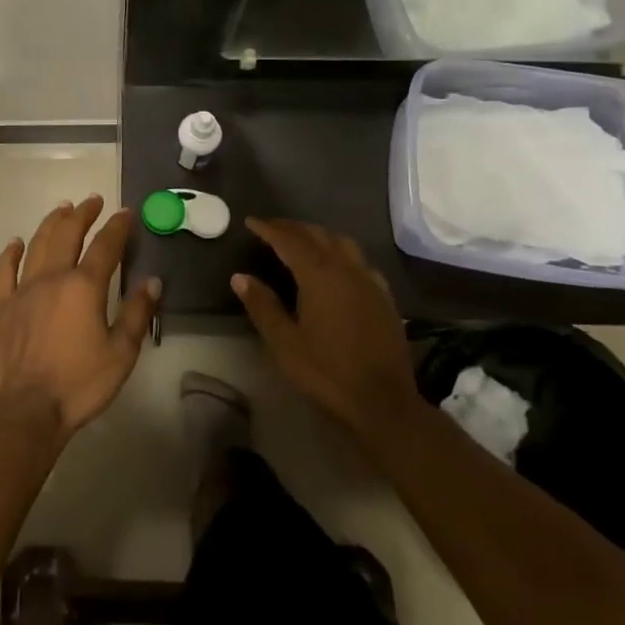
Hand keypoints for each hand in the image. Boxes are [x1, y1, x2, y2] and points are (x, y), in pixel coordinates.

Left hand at [0, 196, 161, 440]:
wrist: (26, 409)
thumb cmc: (79, 384)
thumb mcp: (121, 353)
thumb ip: (137, 314)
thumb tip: (152, 281)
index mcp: (84, 287)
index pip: (105, 246)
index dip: (117, 226)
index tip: (126, 212)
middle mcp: (52, 278)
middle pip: (68, 234)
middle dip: (83, 214)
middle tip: (93, 201)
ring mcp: (23, 290)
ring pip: (37, 244)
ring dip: (51, 223)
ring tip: (62, 209)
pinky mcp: (1, 306)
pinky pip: (4, 271)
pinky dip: (10, 253)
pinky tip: (16, 242)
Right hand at [233, 217, 418, 441]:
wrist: (383, 402)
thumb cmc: (327, 371)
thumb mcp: (285, 342)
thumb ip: (262, 306)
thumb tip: (239, 277)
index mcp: (319, 275)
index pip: (289, 240)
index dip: (268, 228)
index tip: (251, 222)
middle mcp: (346, 269)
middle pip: (317, 234)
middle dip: (292, 228)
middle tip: (271, 228)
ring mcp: (369, 281)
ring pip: (342, 242)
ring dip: (319, 235)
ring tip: (302, 240)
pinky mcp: (384, 297)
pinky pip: (360, 261)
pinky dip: (341, 253)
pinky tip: (338, 267)